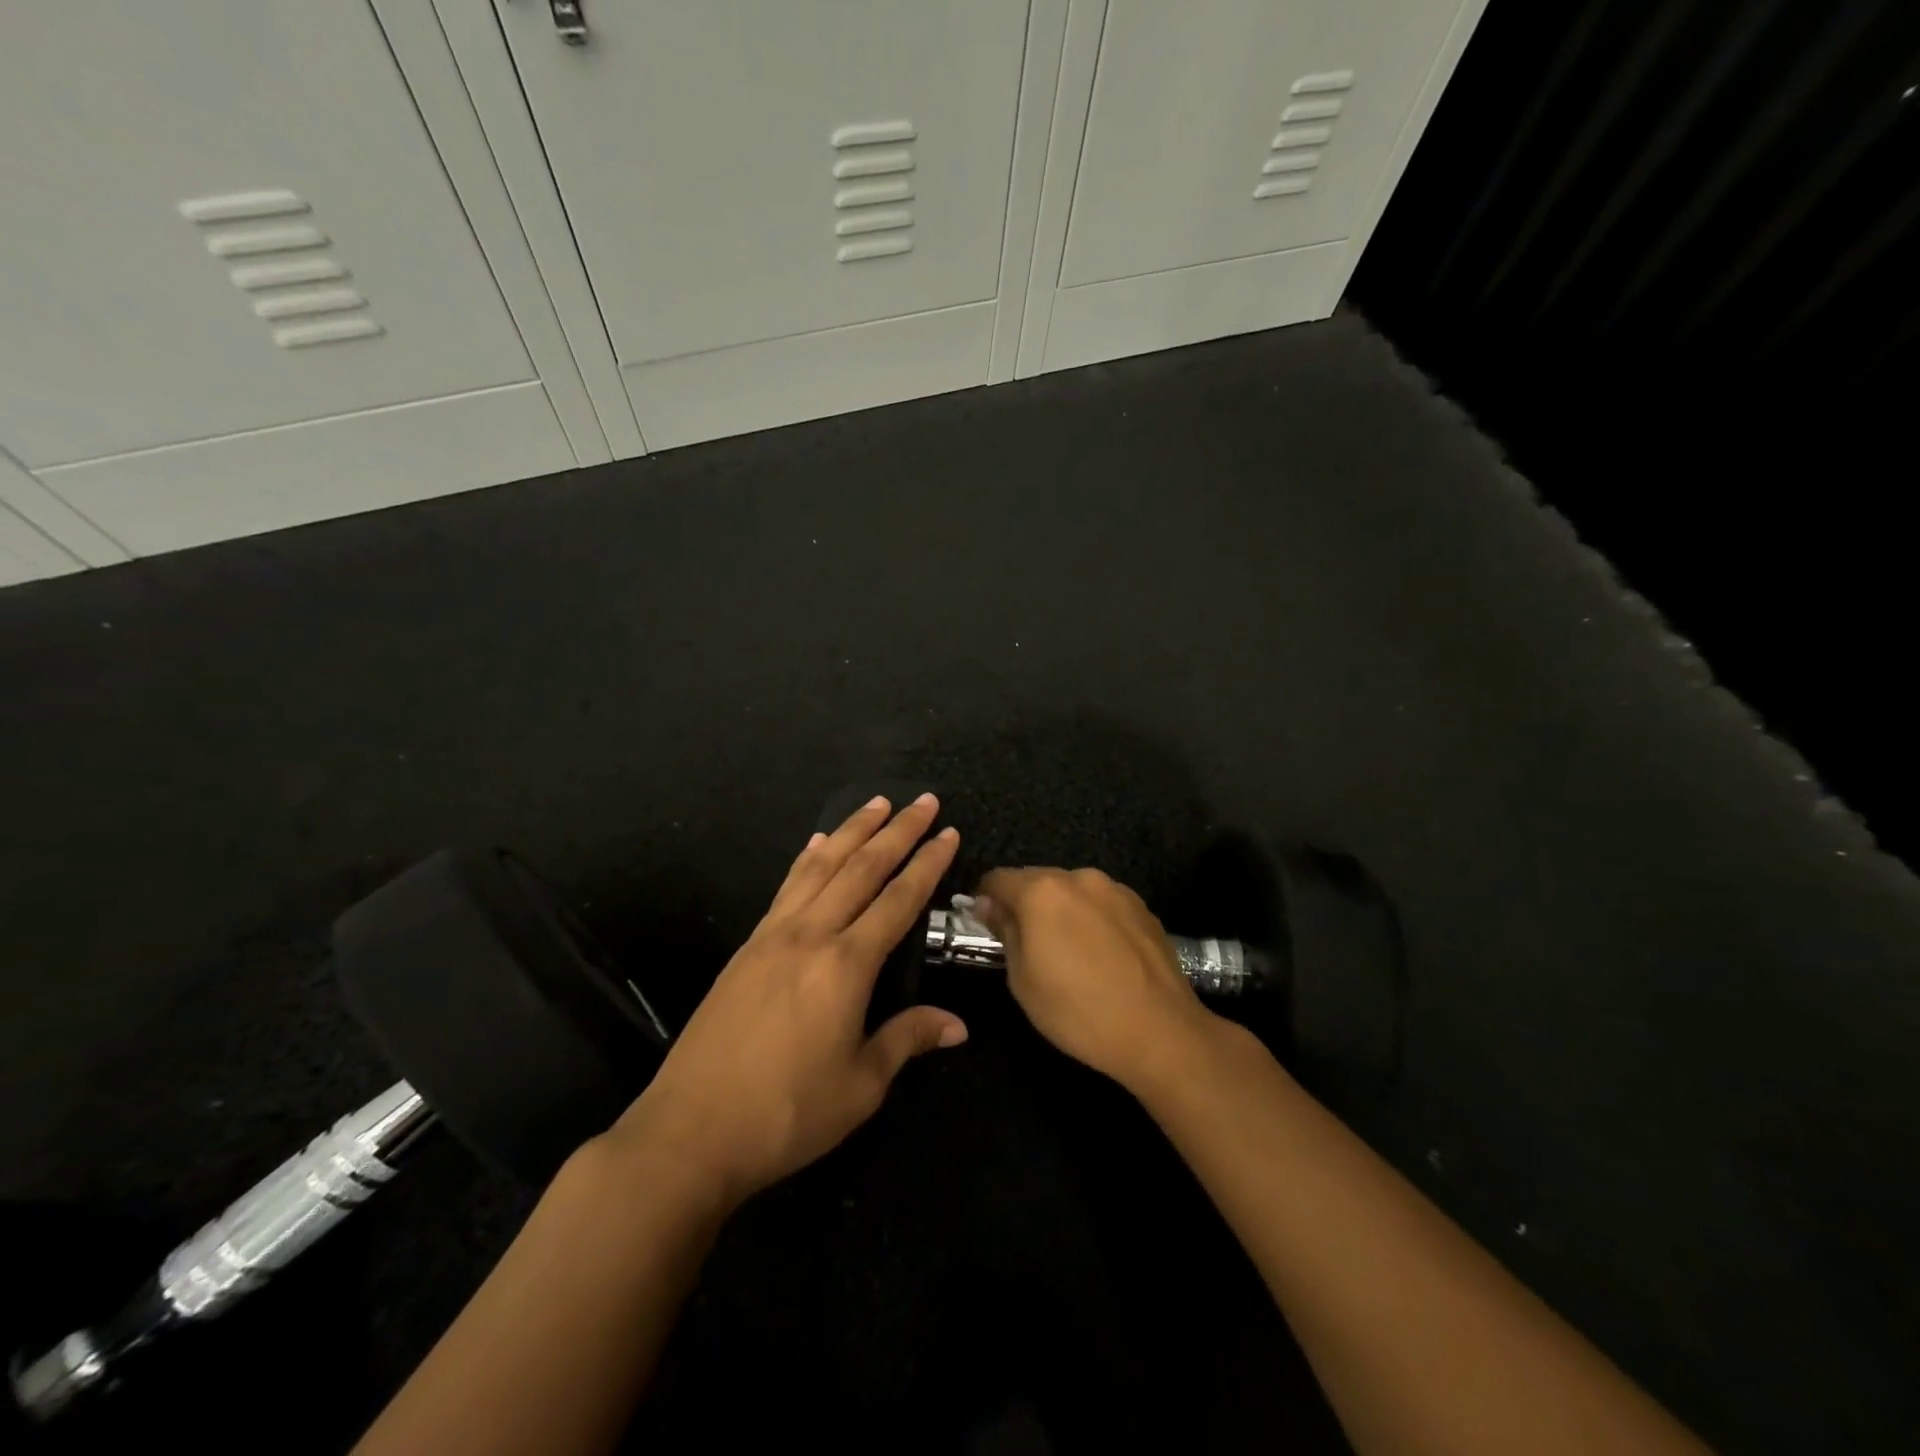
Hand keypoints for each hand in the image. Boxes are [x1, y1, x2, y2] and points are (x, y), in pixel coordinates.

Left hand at [606, 795, 965, 1208]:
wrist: (691, 1131)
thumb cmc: (786, 1113)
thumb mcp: (861, 1086)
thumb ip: (908, 1040)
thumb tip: (958, 1025)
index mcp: (846, 965)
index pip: (899, 900)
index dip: (927, 864)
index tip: (948, 831)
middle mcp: (811, 935)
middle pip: (861, 868)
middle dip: (897, 831)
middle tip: (922, 801)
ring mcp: (773, 935)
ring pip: (821, 866)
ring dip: (852, 830)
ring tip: (877, 803)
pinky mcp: (747, 946)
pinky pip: (786, 886)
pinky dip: (807, 858)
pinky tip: (816, 843)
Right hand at [972, 867, 1220, 1090]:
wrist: (1160, 1031)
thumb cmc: (1078, 1010)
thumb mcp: (1022, 979)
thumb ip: (1004, 931)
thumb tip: (989, 905)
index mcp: (1042, 891)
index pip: (997, 879)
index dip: (984, 900)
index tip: (985, 926)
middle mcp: (1078, 878)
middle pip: (1036, 879)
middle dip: (1024, 904)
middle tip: (1025, 944)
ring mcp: (1115, 889)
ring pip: (1071, 890)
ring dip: (1060, 910)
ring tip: (1068, 951)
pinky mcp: (1142, 906)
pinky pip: (1101, 903)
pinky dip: (1091, 918)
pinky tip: (1100, 954)